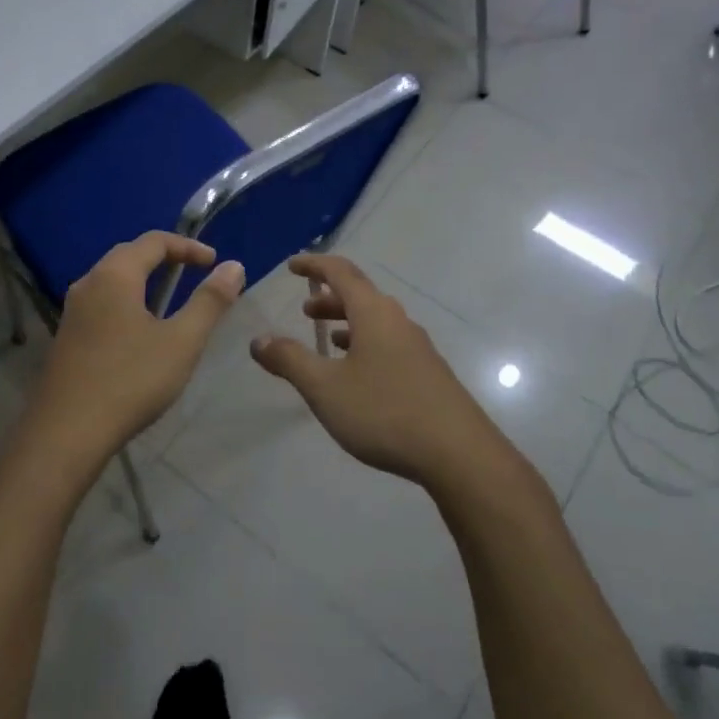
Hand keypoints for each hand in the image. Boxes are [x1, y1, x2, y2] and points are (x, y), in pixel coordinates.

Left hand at [25, 232, 244, 465]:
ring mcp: (73, 311)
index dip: (188, 246)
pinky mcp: (67, 337)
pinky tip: (140, 332)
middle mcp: (88, 283)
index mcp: (114, 275)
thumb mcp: (181, 341)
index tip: (214, 263)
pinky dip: (127, 301)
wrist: (66, 433)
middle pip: (129, 255)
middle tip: (194, 274)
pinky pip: (102, 303)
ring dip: (144, 280)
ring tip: (171, 301)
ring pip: (112, 280)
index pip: (154, 241)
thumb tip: (234, 266)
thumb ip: (209, 301)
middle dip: (164, 258)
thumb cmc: (130, 380)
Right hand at [249, 253, 504, 488]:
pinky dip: (365, 345)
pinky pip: (389, 344)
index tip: (292, 265)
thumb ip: (289, 360)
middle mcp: (398, 321)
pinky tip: (358, 374)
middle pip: (361, 296)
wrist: (459, 454)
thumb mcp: (325, 387)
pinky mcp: (429, 373)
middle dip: (329, 298)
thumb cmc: (385, 412)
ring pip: (376, 322)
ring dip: (348, 324)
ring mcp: (418, 347)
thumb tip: (259, 340)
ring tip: (327, 341)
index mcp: (374, 313)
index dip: (314, 264)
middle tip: (305, 310)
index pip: (341, 272)